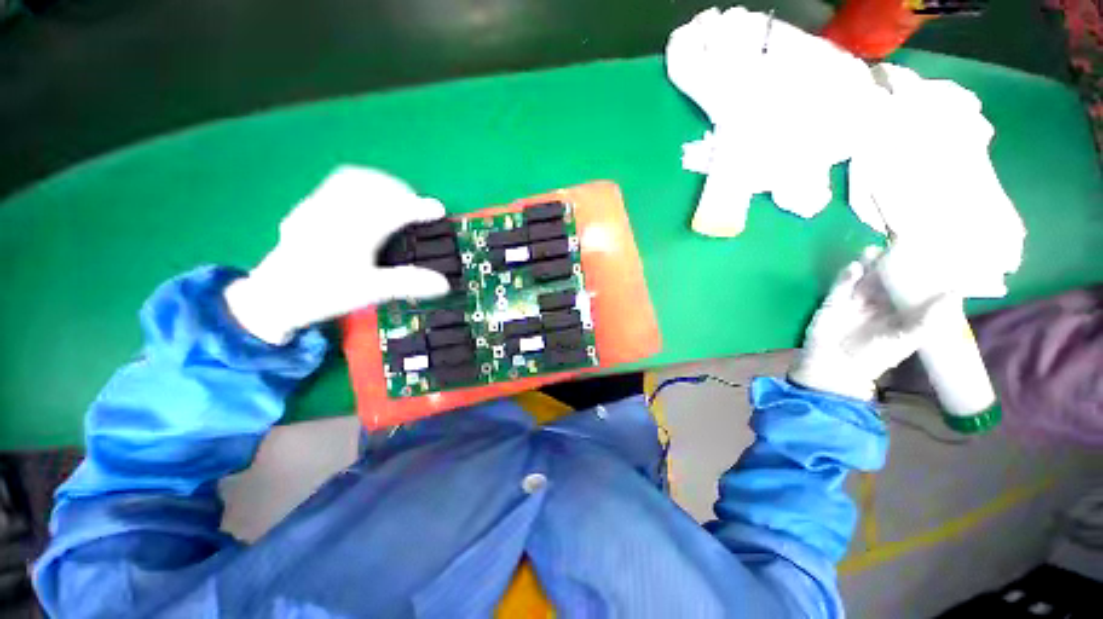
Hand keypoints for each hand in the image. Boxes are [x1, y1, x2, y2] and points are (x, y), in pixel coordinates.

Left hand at [225, 166, 450, 344]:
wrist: (273, 297)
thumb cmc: (323, 293)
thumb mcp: (370, 291)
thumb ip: (408, 283)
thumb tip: (443, 284)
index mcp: (353, 231)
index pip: (393, 210)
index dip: (419, 208)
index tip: (438, 209)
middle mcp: (335, 212)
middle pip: (372, 185)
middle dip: (399, 190)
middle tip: (416, 203)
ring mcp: (317, 206)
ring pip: (352, 179)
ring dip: (379, 182)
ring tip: (394, 195)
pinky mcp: (307, 208)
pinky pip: (336, 183)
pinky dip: (359, 184)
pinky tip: (364, 199)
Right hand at [789, 250, 935, 400]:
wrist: (835, 365)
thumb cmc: (874, 356)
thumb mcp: (906, 340)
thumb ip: (927, 318)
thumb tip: (955, 292)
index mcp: (899, 313)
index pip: (912, 289)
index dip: (919, 273)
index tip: (930, 254)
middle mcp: (878, 304)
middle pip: (888, 279)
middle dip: (893, 263)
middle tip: (900, 245)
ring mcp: (854, 301)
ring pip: (864, 278)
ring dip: (869, 265)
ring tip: (876, 251)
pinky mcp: (833, 301)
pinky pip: (841, 284)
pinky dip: (847, 275)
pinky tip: (855, 267)